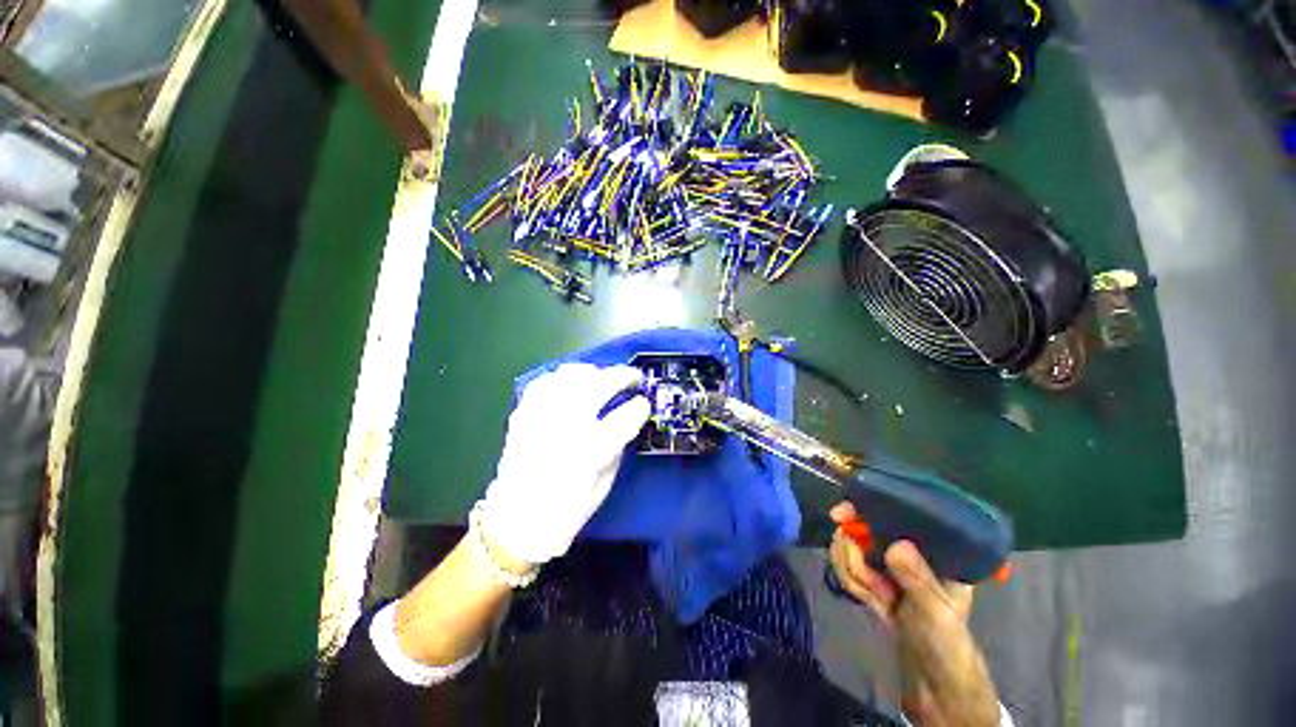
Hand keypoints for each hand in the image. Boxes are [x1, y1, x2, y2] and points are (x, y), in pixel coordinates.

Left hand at [477, 363, 649, 565]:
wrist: (516, 523)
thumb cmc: (566, 511)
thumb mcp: (604, 485)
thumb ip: (617, 449)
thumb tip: (627, 421)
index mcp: (590, 452)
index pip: (625, 417)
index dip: (640, 406)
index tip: (644, 404)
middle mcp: (565, 428)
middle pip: (599, 384)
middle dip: (623, 376)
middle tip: (633, 377)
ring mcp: (541, 417)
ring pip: (571, 376)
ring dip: (593, 372)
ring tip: (603, 378)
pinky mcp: (523, 415)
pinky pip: (544, 383)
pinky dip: (561, 378)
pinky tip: (571, 385)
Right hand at [828, 503, 1000, 726]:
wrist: (934, 681)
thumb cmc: (947, 642)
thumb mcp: (936, 611)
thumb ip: (916, 578)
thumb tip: (895, 545)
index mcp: (931, 550)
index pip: (895, 516)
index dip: (865, 510)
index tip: (841, 516)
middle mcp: (906, 551)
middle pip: (862, 529)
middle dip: (854, 554)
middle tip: (865, 578)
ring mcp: (886, 566)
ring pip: (850, 551)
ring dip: (857, 576)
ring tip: (879, 598)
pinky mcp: (873, 579)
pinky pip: (848, 570)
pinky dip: (855, 585)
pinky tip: (874, 602)